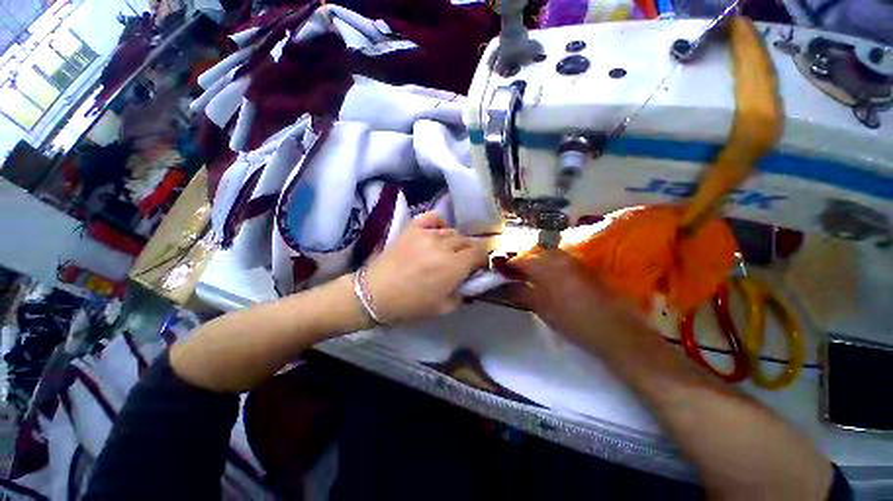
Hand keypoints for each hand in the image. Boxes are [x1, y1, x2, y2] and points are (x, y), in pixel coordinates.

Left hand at [364, 212, 486, 324]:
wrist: (374, 294)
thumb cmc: (409, 306)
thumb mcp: (442, 308)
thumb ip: (462, 295)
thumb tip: (469, 283)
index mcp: (453, 266)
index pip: (478, 254)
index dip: (482, 260)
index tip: (478, 267)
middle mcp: (443, 246)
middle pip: (466, 241)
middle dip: (469, 252)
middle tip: (462, 262)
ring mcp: (427, 234)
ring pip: (451, 231)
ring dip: (454, 242)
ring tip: (447, 251)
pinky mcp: (412, 228)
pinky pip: (432, 218)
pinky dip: (439, 223)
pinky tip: (437, 232)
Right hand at [508, 249, 648, 352]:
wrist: (615, 331)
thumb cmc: (574, 323)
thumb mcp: (543, 309)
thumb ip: (523, 293)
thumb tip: (506, 285)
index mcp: (549, 268)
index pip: (522, 259)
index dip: (509, 265)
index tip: (501, 272)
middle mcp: (562, 258)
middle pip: (535, 252)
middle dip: (522, 261)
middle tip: (513, 274)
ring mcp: (575, 261)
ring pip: (548, 253)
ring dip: (536, 261)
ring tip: (529, 274)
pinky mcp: (585, 267)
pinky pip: (561, 258)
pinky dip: (549, 263)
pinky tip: (547, 276)